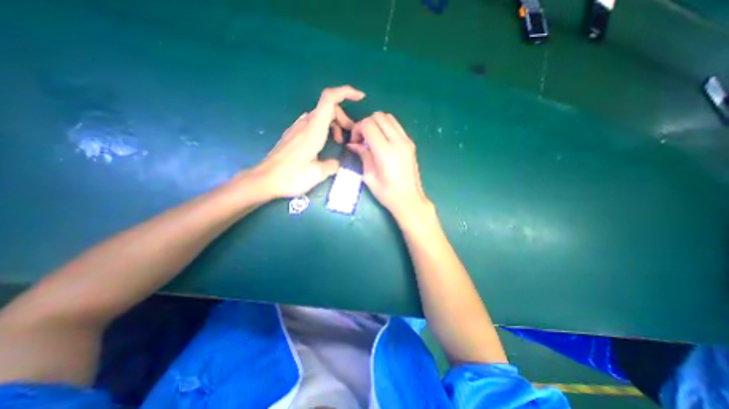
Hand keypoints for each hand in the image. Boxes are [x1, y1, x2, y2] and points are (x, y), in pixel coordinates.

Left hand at [250, 85, 364, 199]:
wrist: (265, 179)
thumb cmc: (291, 177)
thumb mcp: (317, 174)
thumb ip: (332, 165)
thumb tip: (338, 163)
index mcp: (314, 129)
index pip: (329, 99)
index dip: (346, 92)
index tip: (360, 97)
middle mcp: (305, 124)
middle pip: (328, 108)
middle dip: (344, 118)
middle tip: (350, 136)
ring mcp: (298, 128)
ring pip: (321, 116)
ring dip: (334, 124)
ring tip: (339, 142)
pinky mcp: (294, 134)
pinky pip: (313, 123)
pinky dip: (324, 129)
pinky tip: (325, 144)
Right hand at [349, 111, 430, 223]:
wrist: (409, 199)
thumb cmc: (387, 193)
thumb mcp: (369, 176)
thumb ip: (362, 155)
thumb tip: (352, 144)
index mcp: (385, 152)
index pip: (368, 124)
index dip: (357, 129)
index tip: (355, 141)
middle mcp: (398, 141)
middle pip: (378, 116)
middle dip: (366, 124)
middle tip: (362, 139)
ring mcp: (406, 141)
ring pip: (388, 117)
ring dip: (376, 124)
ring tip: (371, 140)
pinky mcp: (410, 143)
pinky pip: (396, 126)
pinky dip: (386, 127)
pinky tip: (382, 142)